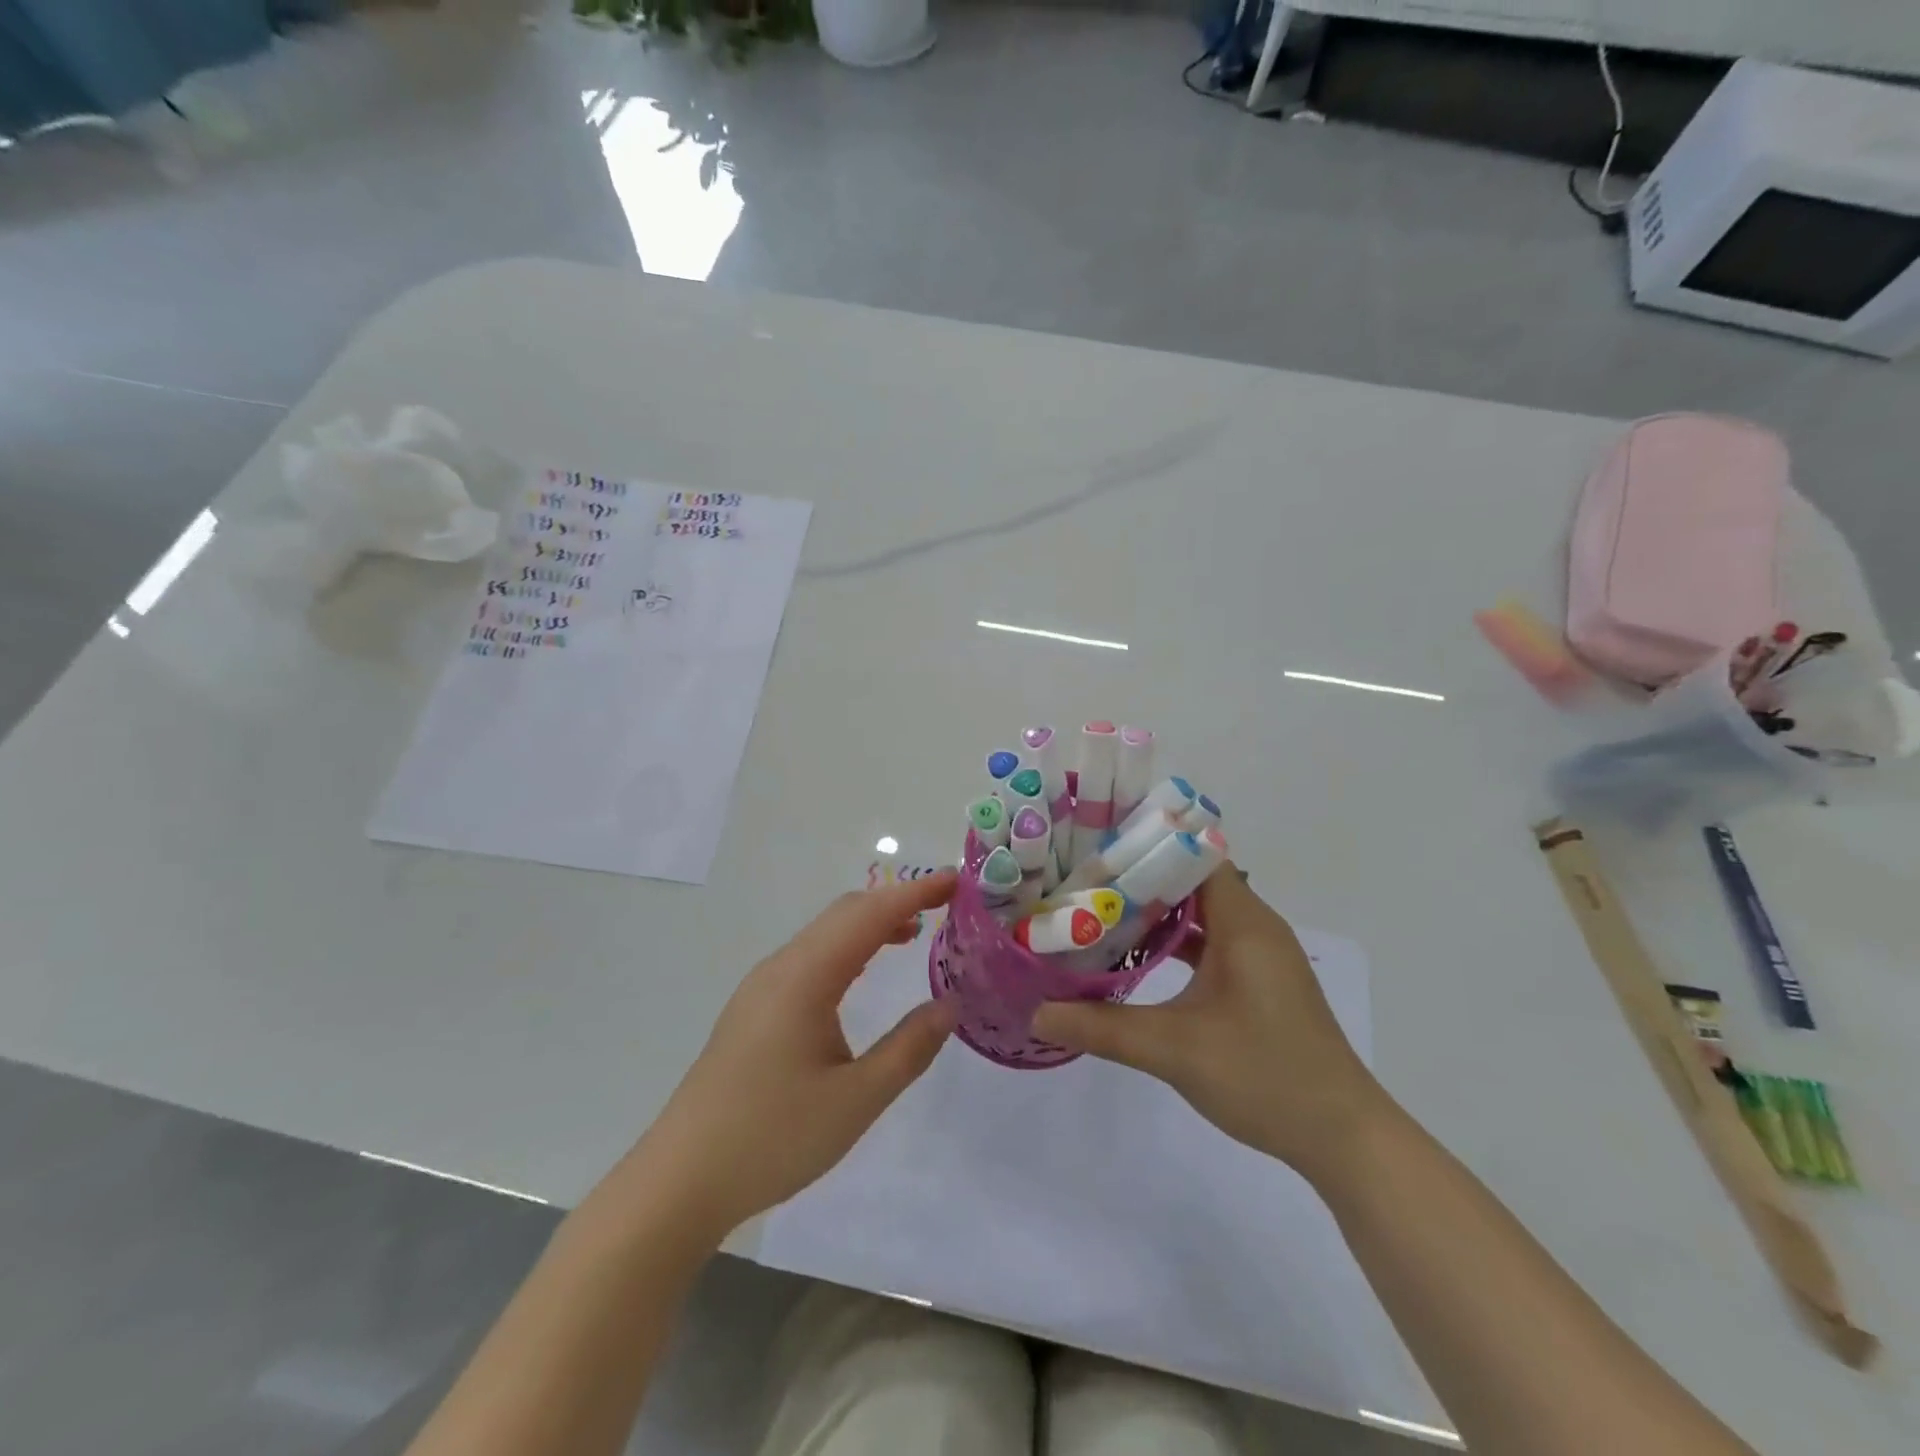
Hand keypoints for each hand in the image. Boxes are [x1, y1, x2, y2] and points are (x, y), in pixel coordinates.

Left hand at [636, 872, 959, 1238]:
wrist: (681, 1180)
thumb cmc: (773, 1137)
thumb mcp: (857, 1099)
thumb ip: (909, 1048)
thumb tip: (950, 1004)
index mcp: (806, 977)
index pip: (870, 914)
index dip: (914, 892)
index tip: (956, 881)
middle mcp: (781, 967)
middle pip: (844, 913)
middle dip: (895, 901)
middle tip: (944, 907)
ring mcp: (762, 986)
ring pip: (824, 934)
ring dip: (870, 924)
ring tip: (914, 934)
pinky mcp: (754, 1009)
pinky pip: (809, 957)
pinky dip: (847, 948)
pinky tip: (862, 974)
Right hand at [1032, 865, 1387, 1175]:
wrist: (1342, 1138)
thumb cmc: (1265, 1076)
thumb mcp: (1174, 1049)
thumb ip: (1102, 1027)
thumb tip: (1037, 1013)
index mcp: (1244, 922)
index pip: (1192, 856)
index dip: (1145, 847)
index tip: (1094, 848)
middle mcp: (1254, 926)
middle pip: (1190, 881)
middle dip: (1138, 879)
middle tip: (1081, 879)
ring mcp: (1258, 955)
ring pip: (1199, 914)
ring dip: (1154, 913)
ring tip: (1097, 911)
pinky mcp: (1257, 982)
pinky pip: (1209, 942)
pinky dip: (1173, 942)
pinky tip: (1135, 957)